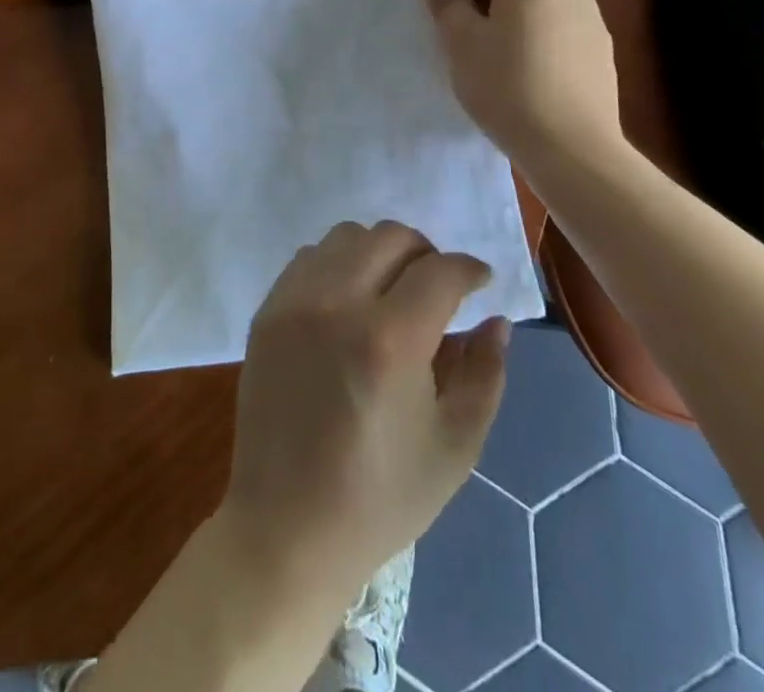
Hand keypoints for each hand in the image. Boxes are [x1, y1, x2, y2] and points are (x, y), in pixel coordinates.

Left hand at [221, 221, 509, 599]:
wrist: (287, 527)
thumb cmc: (381, 497)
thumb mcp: (455, 446)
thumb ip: (485, 373)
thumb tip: (497, 320)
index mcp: (389, 340)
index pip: (439, 271)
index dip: (469, 269)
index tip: (480, 282)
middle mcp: (337, 303)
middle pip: (390, 236)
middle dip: (426, 253)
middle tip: (437, 287)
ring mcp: (294, 302)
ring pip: (346, 236)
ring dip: (379, 252)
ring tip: (391, 290)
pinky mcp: (267, 310)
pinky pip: (309, 258)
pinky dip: (337, 264)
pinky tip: (348, 302)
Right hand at [421, 0, 627, 174]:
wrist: (572, 149)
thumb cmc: (506, 87)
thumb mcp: (461, 43)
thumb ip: (446, 2)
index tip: (453, 20)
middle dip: (488, 2)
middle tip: (472, 44)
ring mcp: (592, 21)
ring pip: (540, 7)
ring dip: (515, 24)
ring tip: (502, 67)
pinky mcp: (603, 52)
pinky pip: (561, 33)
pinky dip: (541, 45)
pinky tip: (533, 83)